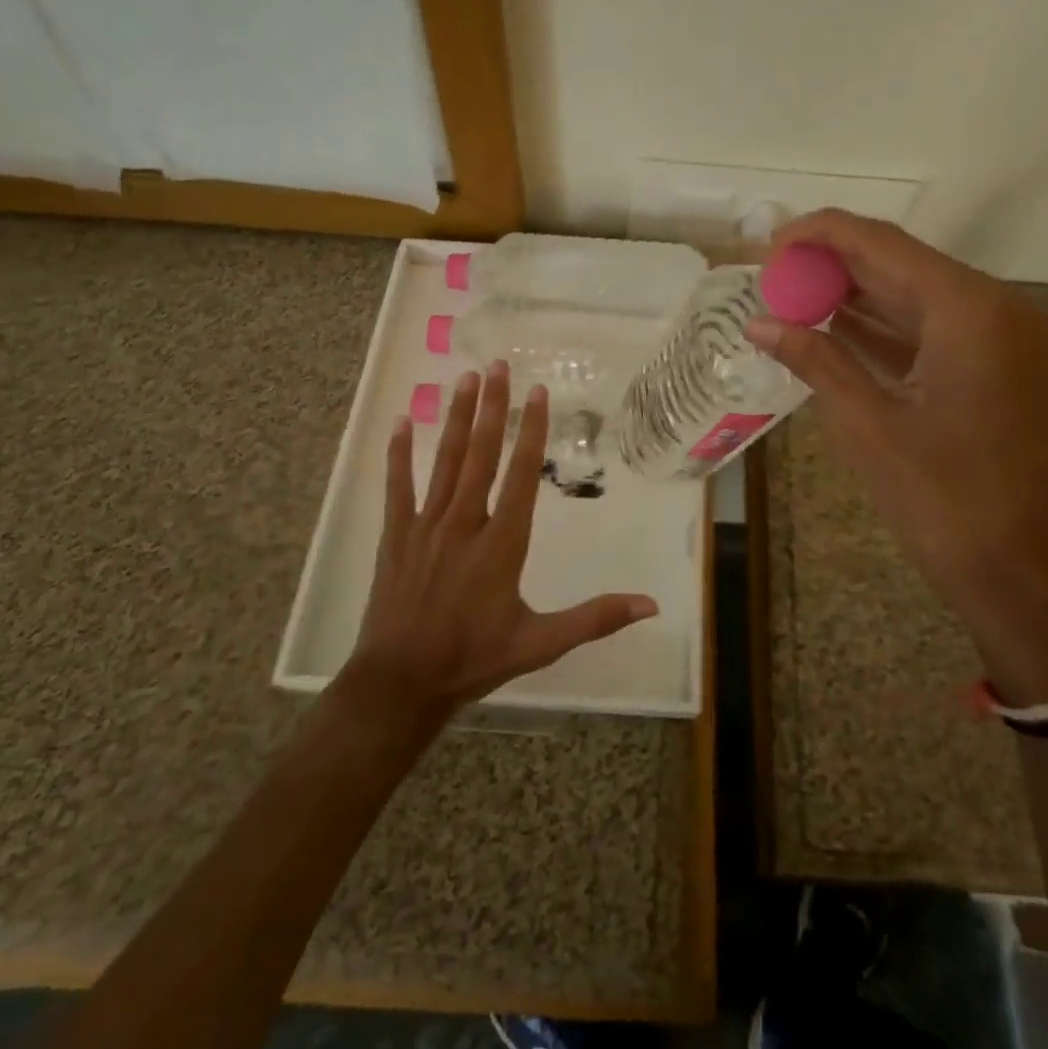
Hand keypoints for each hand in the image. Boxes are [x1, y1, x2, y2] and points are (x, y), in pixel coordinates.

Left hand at [342, 361, 658, 722]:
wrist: (402, 683)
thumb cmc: (474, 659)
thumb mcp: (541, 643)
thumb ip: (594, 618)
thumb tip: (650, 604)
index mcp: (502, 543)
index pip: (521, 475)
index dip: (531, 431)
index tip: (537, 393)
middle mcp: (465, 523)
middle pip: (481, 454)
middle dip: (491, 407)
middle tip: (497, 365)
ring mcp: (426, 526)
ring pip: (444, 461)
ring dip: (455, 418)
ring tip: (463, 379)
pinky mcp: (397, 535)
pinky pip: (398, 486)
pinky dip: (399, 453)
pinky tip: (401, 421)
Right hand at [747, 210, 1047, 701]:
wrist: (1019, 574)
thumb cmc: (943, 500)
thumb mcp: (868, 424)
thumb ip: (815, 359)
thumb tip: (759, 323)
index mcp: (969, 310)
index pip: (881, 244)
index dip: (819, 235)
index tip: (767, 245)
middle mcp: (992, 308)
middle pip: (898, 263)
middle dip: (832, 263)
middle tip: (770, 272)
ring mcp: (997, 338)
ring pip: (911, 294)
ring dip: (852, 293)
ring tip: (787, 294)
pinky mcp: (991, 366)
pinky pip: (926, 329)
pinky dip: (879, 326)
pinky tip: (829, 325)